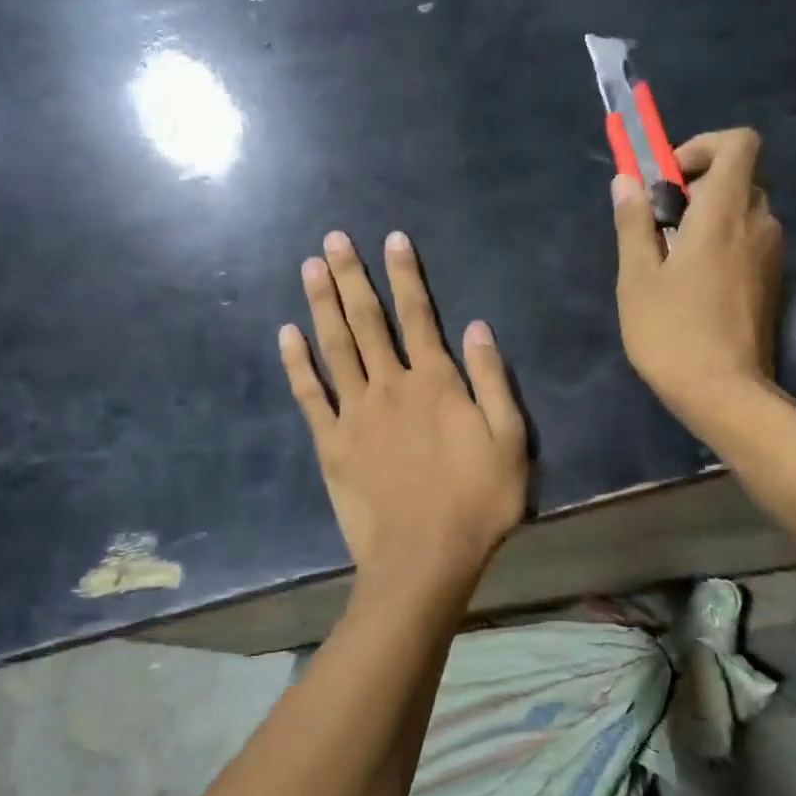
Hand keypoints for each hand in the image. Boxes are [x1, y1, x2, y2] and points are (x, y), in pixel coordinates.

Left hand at [280, 230, 528, 586]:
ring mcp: (355, 415)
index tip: (391, 238)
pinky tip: (287, 334)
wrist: (425, 556)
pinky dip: (297, 363)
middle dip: (352, 278)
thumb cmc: (478, 502)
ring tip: (309, 268)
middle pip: (368, 322)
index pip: (418, 315)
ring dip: (322, 306)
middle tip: (332, 239)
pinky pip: (310, 396)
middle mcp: (391, 387)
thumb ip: (492, 380)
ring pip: (335, 348)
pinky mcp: (331, 445)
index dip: (405, 275)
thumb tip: (476, 327)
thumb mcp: (509, 440)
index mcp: (436, 383)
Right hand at [611, 128, 783, 436]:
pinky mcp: (773, 284)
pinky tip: (696, 289)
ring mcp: (772, 255)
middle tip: (661, 225)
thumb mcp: (637, 278)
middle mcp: (758, 223)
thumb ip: (633, 223)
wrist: (724, 393)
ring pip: (745, 213)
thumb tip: (626, 180)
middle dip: (699, 188)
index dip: (703, 147)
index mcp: (725, 212)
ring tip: (674, 262)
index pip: (739, 143)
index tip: (668, 180)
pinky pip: (750, 244)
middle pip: (739, 178)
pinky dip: (725, 247)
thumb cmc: (672, 333)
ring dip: (711, 220)